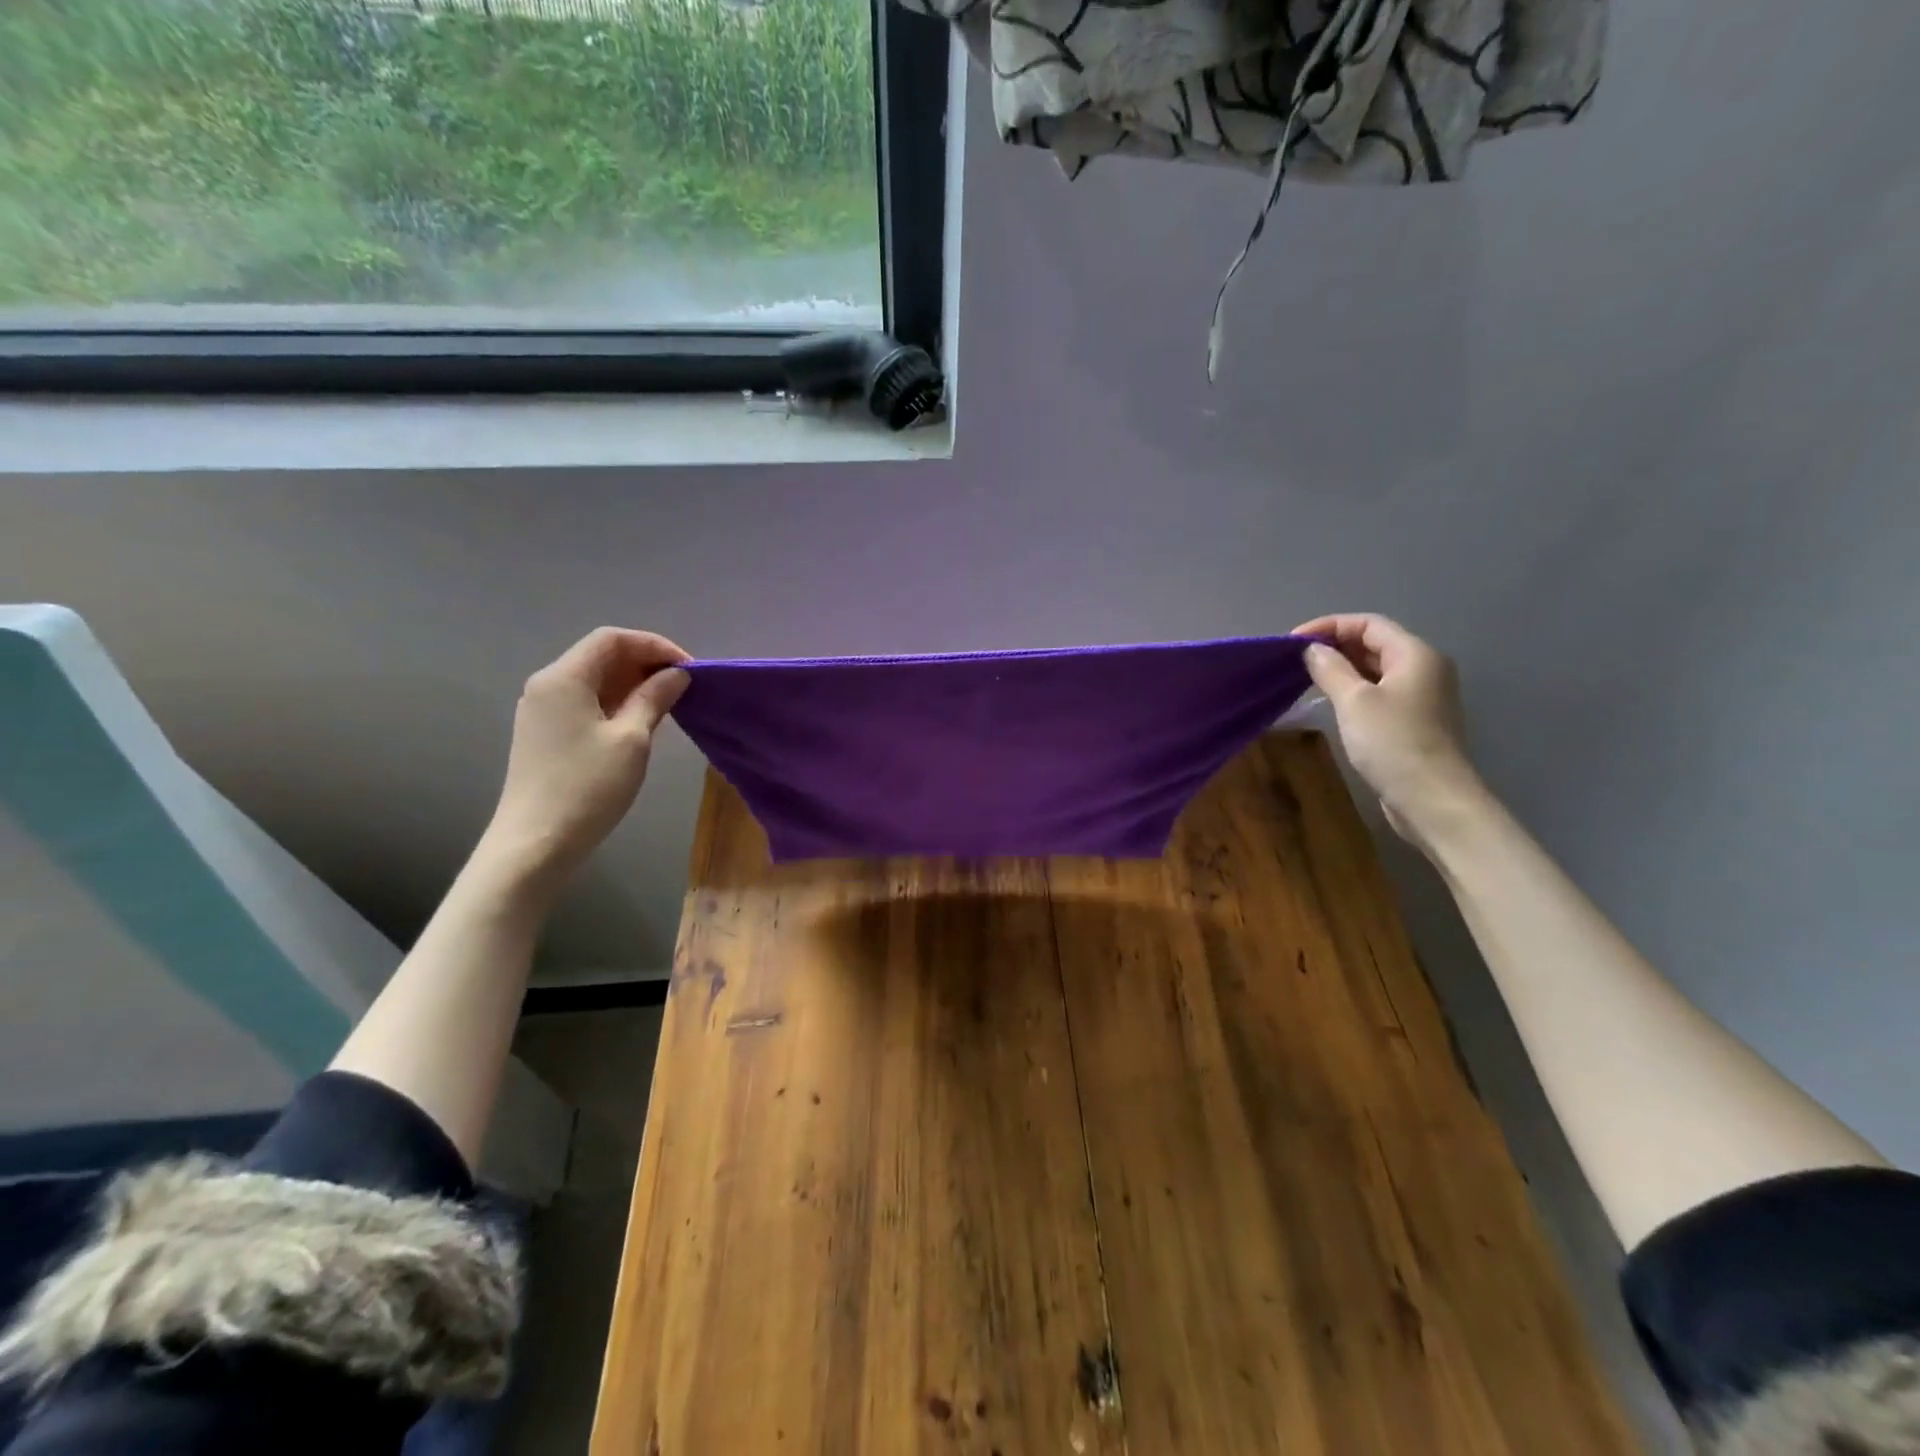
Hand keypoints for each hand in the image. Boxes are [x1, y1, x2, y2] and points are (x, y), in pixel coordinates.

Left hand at [479, 627, 689, 896]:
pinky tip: (641, 721)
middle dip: (645, 663)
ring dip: (633, 683)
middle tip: (684, 685)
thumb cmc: (588, 787)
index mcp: (564, 678)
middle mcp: (547, 685)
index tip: (689, 668)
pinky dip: (617, 702)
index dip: (654, 645)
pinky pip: (586, 702)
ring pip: (594, 680)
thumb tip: (677, 674)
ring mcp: (542, 710)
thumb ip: (654, 698)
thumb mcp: (632, 739)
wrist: (536, 843)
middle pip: (601, 655)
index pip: (612, 639)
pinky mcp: (545, 732)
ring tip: (669, 703)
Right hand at [1294, 614, 1484, 847]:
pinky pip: (1379, 692)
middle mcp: (1424, 668)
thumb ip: (1330, 669)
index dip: (1328, 626)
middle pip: (1374, 643)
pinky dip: (1354, 689)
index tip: (1292, 641)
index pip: (1368, 624)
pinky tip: (1330, 701)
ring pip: (1376, 669)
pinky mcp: (1414, 720)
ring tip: (1306, 678)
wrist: (1431, 799)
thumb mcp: (1354, 701)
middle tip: (1295, 660)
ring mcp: (1421, 696)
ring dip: (1342, 668)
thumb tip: (1312, 650)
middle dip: (1334, 646)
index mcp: (1415, 654)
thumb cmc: (1392, 742)